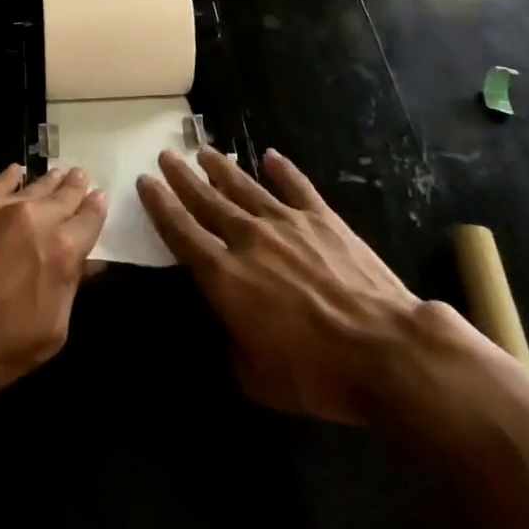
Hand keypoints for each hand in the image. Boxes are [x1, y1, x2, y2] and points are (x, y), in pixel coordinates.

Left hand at [0, 164, 106, 407]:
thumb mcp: (51, 332)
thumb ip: (70, 288)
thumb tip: (87, 262)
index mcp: (62, 250)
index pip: (89, 218)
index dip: (97, 208)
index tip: (100, 198)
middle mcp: (36, 218)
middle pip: (64, 194)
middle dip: (75, 187)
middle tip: (80, 177)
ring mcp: (0, 207)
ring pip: (34, 185)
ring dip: (50, 180)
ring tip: (59, 173)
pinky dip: (12, 176)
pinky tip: (17, 172)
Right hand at [139, 147, 423, 423]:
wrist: (384, 350)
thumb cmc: (317, 374)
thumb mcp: (258, 377)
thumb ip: (234, 342)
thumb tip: (230, 323)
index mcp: (224, 276)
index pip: (181, 232)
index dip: (160, 206)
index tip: (144, 182)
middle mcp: (247, 238)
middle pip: (206, 200)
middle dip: (182, 178)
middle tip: (165, 155)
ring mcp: (285, 221)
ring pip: (244, 186)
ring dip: (221, 168)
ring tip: (203, 151)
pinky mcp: (321, 217)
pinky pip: (295, 186)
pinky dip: (282, 170)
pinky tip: (270, 157)